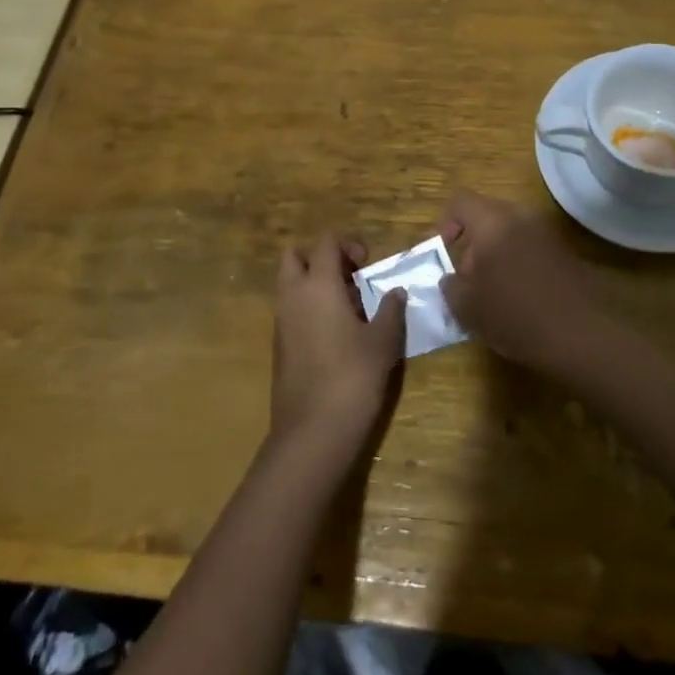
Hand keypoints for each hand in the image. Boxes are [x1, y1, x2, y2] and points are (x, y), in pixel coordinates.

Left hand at [270, 236, 406, 460]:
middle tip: (349, 276)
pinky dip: (308, 307)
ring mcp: (281, 321)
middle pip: (294, 256)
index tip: (367, 263)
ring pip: (289, 284)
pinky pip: (290, 309)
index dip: (347, 243)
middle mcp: (293, 296)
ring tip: (348, 307)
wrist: (312, 432)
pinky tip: (335, 333)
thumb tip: (396, 291)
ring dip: (314, 283)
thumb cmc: (352, 377)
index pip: (325, 242)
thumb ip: (390, 310)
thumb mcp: (383, 342)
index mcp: (318, 284)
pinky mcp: (278, 346)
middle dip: (320, 257)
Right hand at [439, 192, 605, 370]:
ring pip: (511, 233)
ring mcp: (548, 233)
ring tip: (494, 293)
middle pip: (487, 217)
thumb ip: (451, 287)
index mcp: (493, 222)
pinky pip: (532, 248)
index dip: (446, 223)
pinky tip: (521, 299)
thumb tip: (452, 279)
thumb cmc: (515, 316)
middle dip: (473, 244)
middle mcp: (521, 217)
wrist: (582, 336)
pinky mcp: (566, 252)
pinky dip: (520, 264)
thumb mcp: (467, 308)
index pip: (460, 201)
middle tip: (468, 280)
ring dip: (497, 255)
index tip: (445, 252)